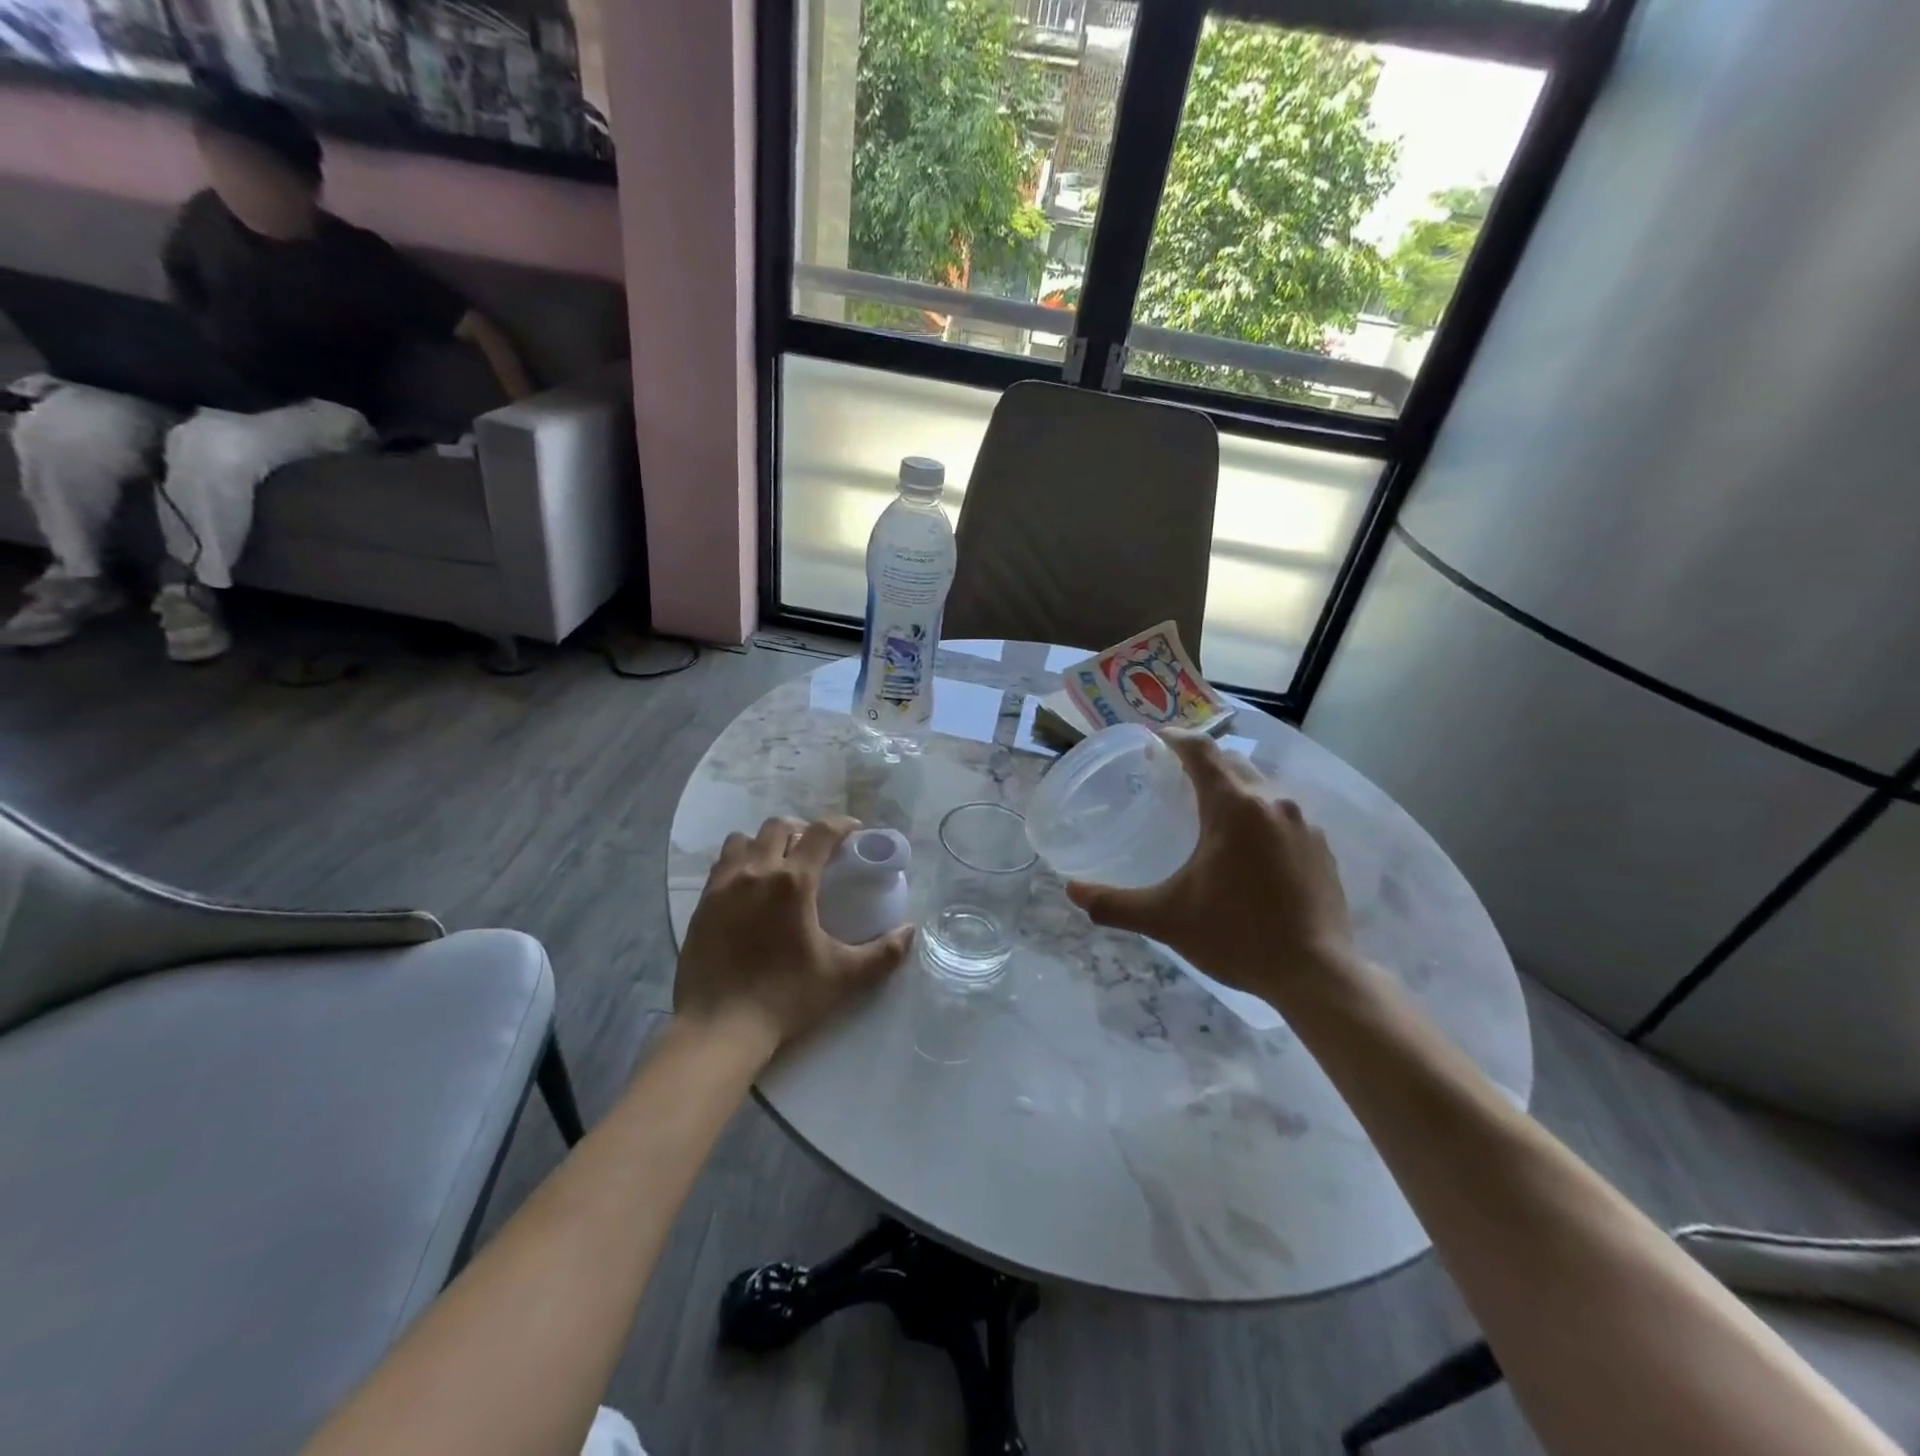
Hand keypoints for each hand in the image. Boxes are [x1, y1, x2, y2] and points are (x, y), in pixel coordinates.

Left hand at [675, 816, 913, 1056]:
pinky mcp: (702, 904)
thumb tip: (910, 931)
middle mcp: (756, 872)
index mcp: (793, 882)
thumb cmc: (785, 998)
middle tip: (817, 850)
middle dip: (802, 830)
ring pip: (743, 840)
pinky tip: (749, 887)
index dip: (841, 825)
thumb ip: (883, 953)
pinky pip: (721, 864)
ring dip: (765, 842)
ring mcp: (723, 886)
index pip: (820, 832)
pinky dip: (739, 862)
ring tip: (778, 863)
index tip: (854, 831)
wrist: (719, 1028)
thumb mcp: (843, 977)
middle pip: (778, 826)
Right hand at [1065, 732, 1356, 1003]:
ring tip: (1207, 813)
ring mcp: (1304, 824)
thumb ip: (1115, 903)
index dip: (1175, 738)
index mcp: (1235, 806)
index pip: (1201, 750)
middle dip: (1201, 763)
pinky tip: (1246, 849)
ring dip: (1232, 789)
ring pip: (1261, 788)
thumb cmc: (1237, 936)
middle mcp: (1273, 802)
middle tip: (1171, 779)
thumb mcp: (1166, 919)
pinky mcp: (1321, 848)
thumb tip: (1071, 892)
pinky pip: (1283, 815)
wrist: (1316, 975)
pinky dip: (1259, 816)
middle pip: (1232, 763)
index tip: (1154, 741)